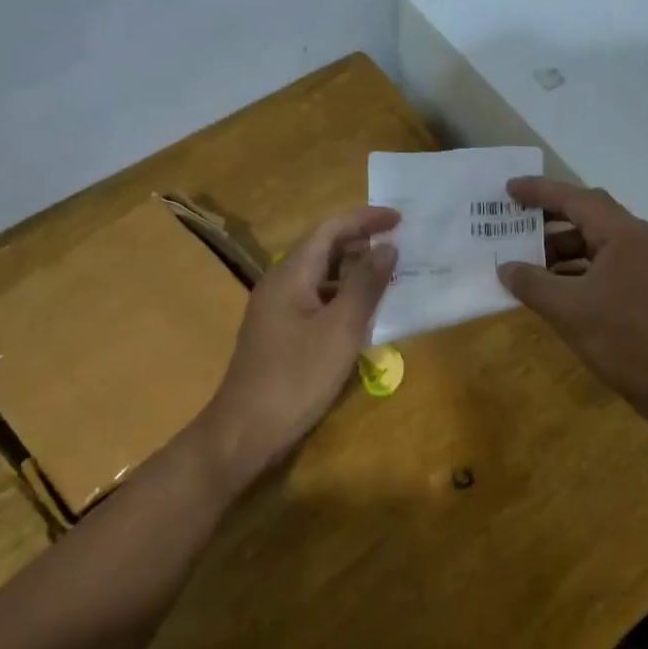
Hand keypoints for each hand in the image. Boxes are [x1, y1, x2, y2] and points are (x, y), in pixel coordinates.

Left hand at [195, 205, 398, 487]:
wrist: (246, 429)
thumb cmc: (297, 376)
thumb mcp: (340, 329)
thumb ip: (366, 285)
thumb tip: (388, 247)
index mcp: (291, 274)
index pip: (330, 229)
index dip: (365, 219)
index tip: (400, 219)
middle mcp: (280, 284)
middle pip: (323, 250)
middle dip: (362, 243)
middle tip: (401, 247)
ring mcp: (277, 311)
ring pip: (321, 278)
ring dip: (354, 273)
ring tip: (390, 278)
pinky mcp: (281, 335)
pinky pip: (317, 302)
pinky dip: (343, 299)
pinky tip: (364, 316)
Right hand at [496, 177, 647, 420]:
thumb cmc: (623, 338)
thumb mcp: (568, 310)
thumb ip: (532, 284)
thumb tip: (505, 268)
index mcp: (622, 234)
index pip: (575, 199)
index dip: (539, 192)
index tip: (509, 189)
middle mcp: (637, 241)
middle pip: (588, 216)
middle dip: (549, 219)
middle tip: (515, 222)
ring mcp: (645, 266)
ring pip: (596, 244)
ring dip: (562, 250)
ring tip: (527, 263)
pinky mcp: (646, 290)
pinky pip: (604, 267)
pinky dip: (577, 271)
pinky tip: (554, 289)